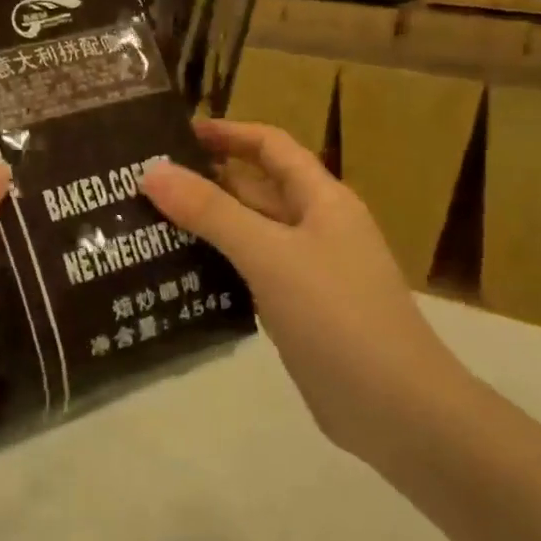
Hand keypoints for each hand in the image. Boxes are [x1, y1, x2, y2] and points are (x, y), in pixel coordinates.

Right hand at [140, 119, 451, 459]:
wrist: (394, 408)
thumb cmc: (337, 315)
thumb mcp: (270, 255)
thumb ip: (212, 212)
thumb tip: (153, 170)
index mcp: (321, 200)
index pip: (272, 147)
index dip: (229, 133)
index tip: (176, 133)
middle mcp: (316, 228)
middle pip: (257, 190)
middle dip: (207, 181)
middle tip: (145, 183)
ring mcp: (308, 272)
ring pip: (251, 235)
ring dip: (208, 226)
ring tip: (148, 224)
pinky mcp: (298, 311)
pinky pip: (251, 275)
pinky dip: (218, 268)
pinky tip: (178, 275)